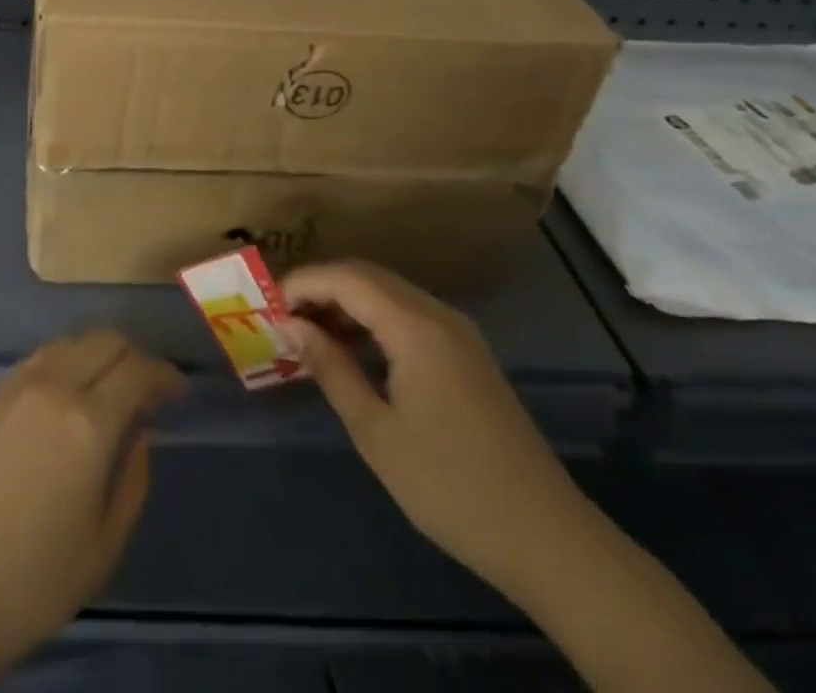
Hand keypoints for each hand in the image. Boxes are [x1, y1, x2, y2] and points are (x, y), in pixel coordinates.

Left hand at [0, 329, 183, 686]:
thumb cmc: (29, 582)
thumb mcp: (102, 548)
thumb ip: (132, 481)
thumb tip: (142, 433)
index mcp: (88, 422)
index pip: (138, 370)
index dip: (165, 375)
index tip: (179, 391)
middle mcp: (54, 386)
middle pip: (106, 340)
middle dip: (136, 355)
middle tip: (150, 389)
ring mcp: (17, 385)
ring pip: (72, 341)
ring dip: (100, 353)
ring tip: (112, 388)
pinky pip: (42, 357)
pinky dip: (68, 360)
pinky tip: (70, 393)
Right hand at [281, 260, 592, 601]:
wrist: (548, 540)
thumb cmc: (450, 486)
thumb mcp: (375, 430)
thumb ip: (330, 368)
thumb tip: (289, 326)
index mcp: (416, 327)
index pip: (346, 278)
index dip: (302, 283)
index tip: (267, 306)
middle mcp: (439, 316)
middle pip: (368, 277)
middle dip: (320, 288)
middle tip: (283, 317)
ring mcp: (459, 334)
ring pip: (389, 294)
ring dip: (346, 303)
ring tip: (309, 334)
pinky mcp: (468, 356)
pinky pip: (409, 316)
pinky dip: (373, 321)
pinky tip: (353, 351)